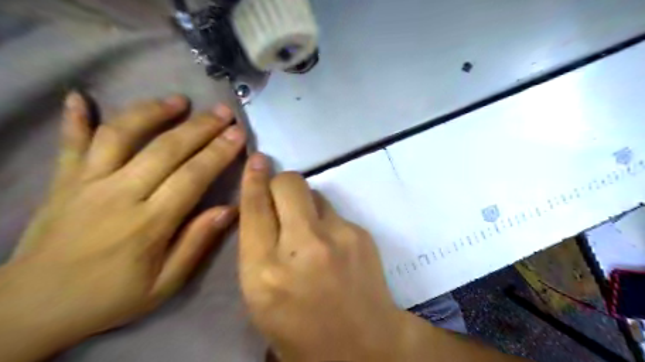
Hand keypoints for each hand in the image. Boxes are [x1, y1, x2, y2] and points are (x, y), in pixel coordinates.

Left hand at [0, 90, 247, 359]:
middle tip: (223, 111)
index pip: (192, 176)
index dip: (218, 152)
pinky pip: (69, 143)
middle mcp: (119, 195)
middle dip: (200, 127)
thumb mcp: (165, 284)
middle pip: (165, 149)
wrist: (33, 308)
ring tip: (179, 100)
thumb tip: (229, 209)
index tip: (238, 133)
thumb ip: (197, 243)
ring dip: (152, 112)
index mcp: (149, 223)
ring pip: (121, 135)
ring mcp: (86, 183)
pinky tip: (81, 96)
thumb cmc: (111, 296)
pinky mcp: (63, 181)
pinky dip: (75, 118)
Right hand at [236, 154, 406, 359]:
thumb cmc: (302, 330)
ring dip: (305, 203)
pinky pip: (334, 211)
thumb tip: (264, 210)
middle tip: (281, 196)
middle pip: (288, 184)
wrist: (364, 345)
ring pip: (314, 193)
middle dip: (280, 182)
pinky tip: (333, 245)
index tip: (257, 161)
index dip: (253, 180)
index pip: (254, 209)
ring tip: (311, 229)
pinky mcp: (360, 233)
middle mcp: (301, 247)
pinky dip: (326, 220)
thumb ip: (257, 250)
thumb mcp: (261, 298)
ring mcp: (336, 237)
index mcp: (264, 272)